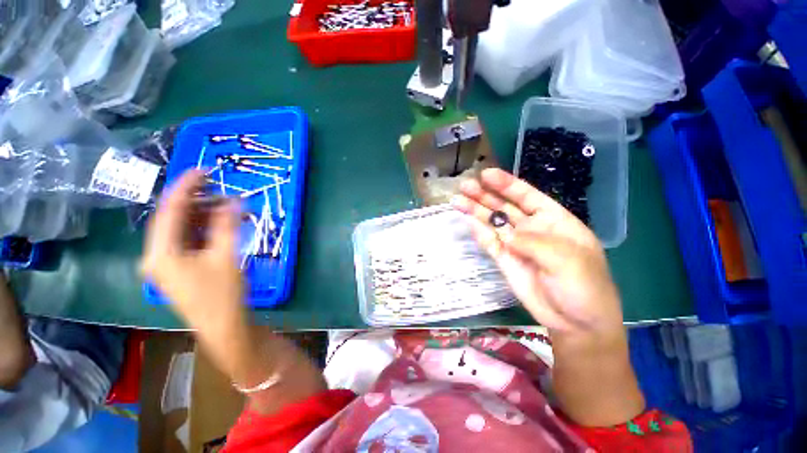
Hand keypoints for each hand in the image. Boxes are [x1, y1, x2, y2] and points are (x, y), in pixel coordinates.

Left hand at [140, 170, 245, 341]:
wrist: (223, 326)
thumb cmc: (222, 294)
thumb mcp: (226, 256)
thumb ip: (228, 225)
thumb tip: (234, 199)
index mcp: (160, 253)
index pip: (169, 210)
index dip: (185, 187)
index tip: (203, 170)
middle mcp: (156, 255)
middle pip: (172, 218)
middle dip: (196, 201)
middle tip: (220, 188)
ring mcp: (165, 263)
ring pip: (180, 229)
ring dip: (202, 215)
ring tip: (225, 205)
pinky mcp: (177, 268)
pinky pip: (187, 240)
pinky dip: (203, 229)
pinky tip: (219, 223)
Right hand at [453, 168, 623, 336]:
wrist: (575, 323)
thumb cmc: (584, 286)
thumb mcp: (567, 260)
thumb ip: (534, 242)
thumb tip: (504, 233)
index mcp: (553, 220)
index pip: (526, 196)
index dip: (506, 184)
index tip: (486, 174)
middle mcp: (531, 228)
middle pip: (504, 207)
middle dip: (484, 195)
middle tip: (464, 185)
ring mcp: (515, 244)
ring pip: (492, 224)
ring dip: (475, 212)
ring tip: (457, 201)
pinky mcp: (504, 260)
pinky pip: (489, 243)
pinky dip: (479, 233)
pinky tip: (467, 222)